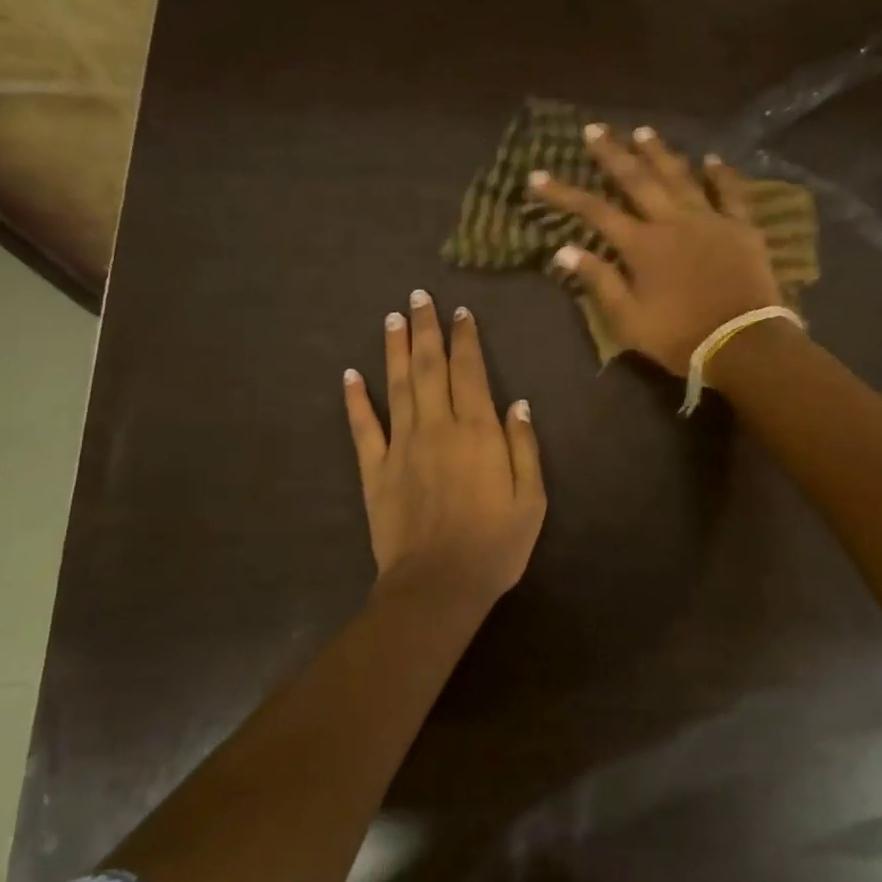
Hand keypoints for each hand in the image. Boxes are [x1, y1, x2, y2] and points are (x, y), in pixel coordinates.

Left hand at [343, 291, 546, 611]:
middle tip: (419, 297)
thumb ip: (524, 446)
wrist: (439, 584)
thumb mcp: (531, 499)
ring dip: (395, 349)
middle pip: (430, 368)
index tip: (460, 313)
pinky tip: (350, 374)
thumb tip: (517, 403)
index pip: (470, 372)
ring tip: (392, 317)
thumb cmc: (495, 544)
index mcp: (478, 431)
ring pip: (397, 386)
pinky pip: (363, 427)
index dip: (465, 340)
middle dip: (426, 330)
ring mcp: (401, 446)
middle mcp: (438, 427)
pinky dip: (355, 399)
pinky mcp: (375, 470)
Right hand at [528, 123, 782, 374]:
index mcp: (641, 245)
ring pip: (680, 176)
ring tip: (642, 131)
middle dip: (612, 154)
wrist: (743, 343)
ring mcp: (709, 219)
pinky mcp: (741, 227)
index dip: (563, 193)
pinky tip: (712, 158)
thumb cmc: (680, 336)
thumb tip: (564, 250)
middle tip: (594, 129)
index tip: (538, 176)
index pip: (594, 211)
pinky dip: (721, 174)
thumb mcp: (629, 320)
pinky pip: (730, 193)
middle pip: (637, 180)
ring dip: (659, 153)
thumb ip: (599, 281)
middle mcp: (672, 221)